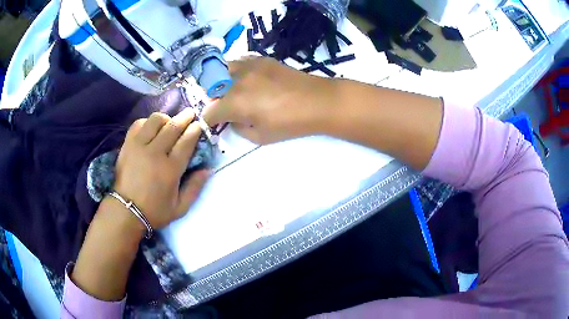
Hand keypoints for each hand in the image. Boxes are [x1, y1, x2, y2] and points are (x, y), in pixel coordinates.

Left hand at [112, 108, 209, 229]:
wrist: (125, 210)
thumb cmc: (154, 211)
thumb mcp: (180, 207)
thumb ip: (195, 188)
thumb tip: (208, 169)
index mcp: (170, 169)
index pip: (186, 141)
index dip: (195, 130)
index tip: (199, 125)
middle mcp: (155, 153)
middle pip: (173, 126)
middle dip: (185, 117)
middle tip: (190, 114)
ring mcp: (139, 146)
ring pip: (155, 120)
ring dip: (166, 118)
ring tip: (169, 122)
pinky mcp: (127, 144)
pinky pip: (139, 124)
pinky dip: (147, 122)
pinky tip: (151, 128)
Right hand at [204, 57, 337, 144]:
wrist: (316, 101)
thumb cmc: (289, 123)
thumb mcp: (260, 136)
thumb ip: (239, 128)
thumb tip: (232, 120)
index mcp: (234, 103)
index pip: (210, 112)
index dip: (209, 121)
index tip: (214, 124)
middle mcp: (236, 81)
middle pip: (212, 89)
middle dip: (214, 100)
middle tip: (225, 108)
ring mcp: (248, 66)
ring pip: (222, 70)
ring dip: (221, 81)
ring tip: (231, 90)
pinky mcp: (261, 59)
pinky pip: (239, 61)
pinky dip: (236, 71)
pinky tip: (246, 79)